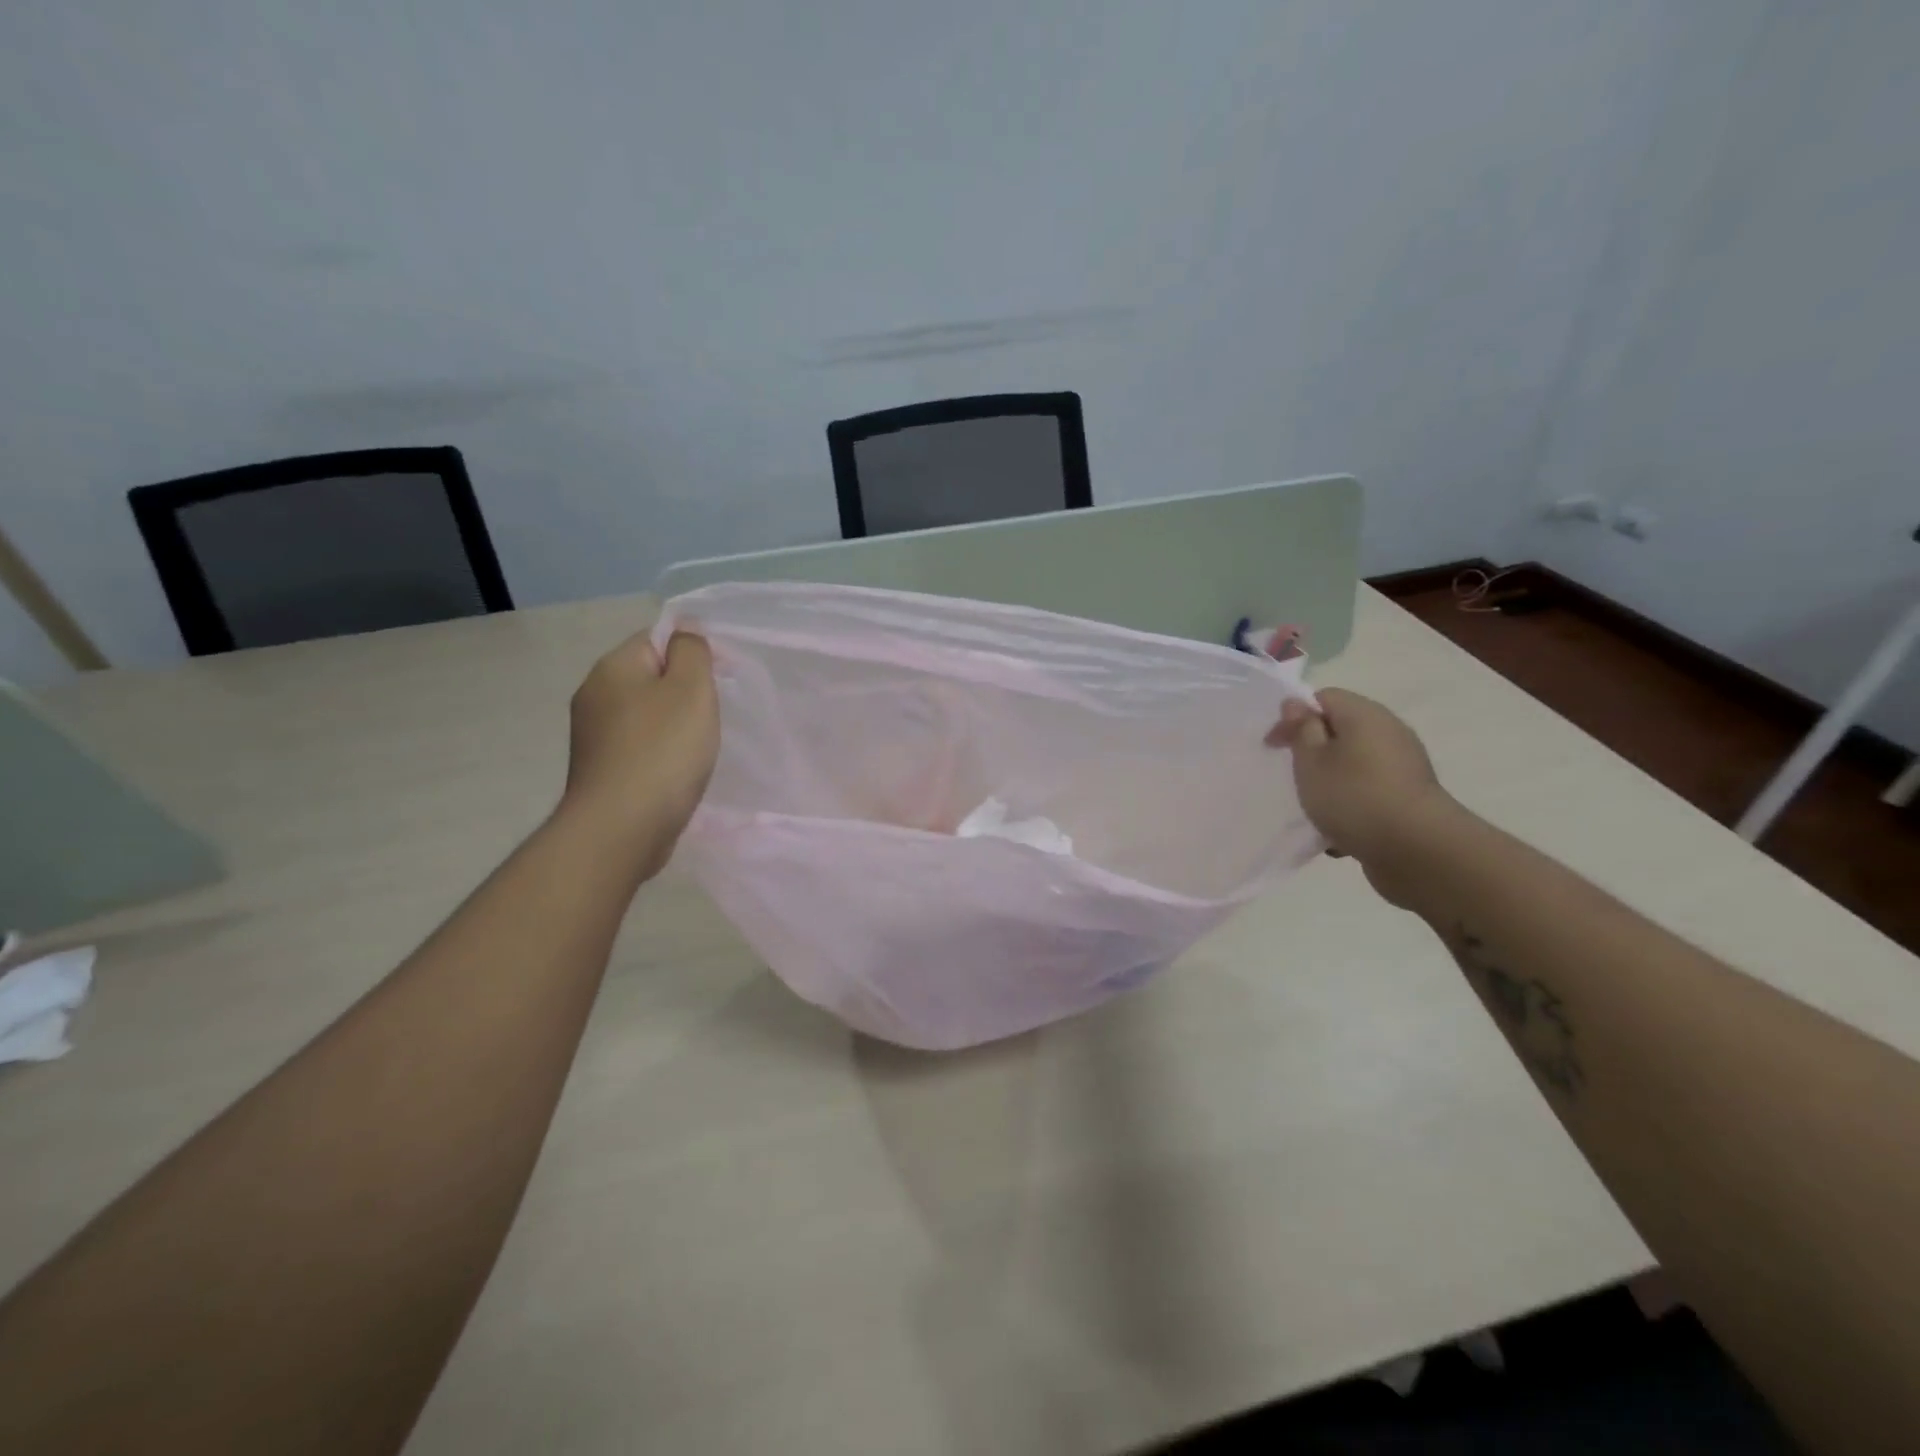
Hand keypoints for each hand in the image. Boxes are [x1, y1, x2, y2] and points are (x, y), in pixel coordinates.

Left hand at [560, 630, 718, 875]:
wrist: (620, 829)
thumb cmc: (663, 752)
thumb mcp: (691, 689)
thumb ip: (692, 651)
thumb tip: (685, 630)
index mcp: (613, 668)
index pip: (657, 638)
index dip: (693, 652)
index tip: (723, 679)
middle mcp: (594, 694)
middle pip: (650, 676)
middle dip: (684, 690)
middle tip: (712, 715)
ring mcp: (592, 735)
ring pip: (645, 713)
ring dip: (673, 724)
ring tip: (697, 747)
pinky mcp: (599, 769)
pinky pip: (638, 745)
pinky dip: (660, 752)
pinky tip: (676, 772)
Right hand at [1266, 688, 1462, 907]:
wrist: (1418, 850)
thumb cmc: (1354, 797)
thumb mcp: (1311, 761)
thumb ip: (1302, 730)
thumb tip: (1297, 704)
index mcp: (1364, 715)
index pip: (1324, 698)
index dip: (1294, 717)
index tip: (1274, 747)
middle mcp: (1389, 732)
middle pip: (1342, 730)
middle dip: (1313, 751)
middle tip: (1292, 775)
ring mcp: (1404, 766)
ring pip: (1354, 764)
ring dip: (1331, 781)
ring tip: (1313, 808)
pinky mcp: (1410, 797)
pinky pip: (1370, 792)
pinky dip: (1351, 805)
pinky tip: (1338, 833)